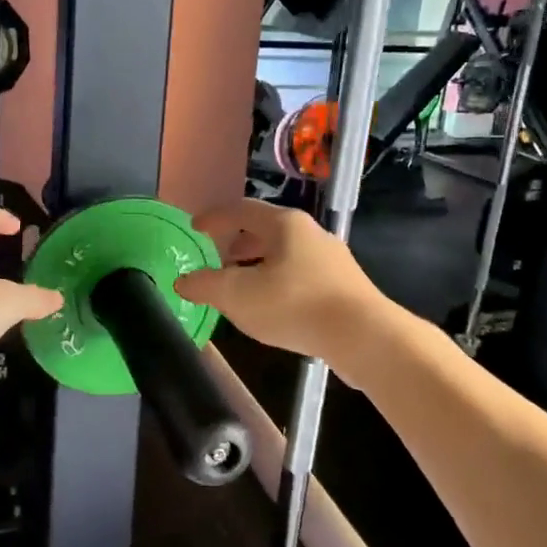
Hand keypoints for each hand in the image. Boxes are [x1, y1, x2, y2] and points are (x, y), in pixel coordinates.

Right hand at [174, 201, 389, 367]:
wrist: (363, 336)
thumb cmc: (295, 305)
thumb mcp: (238, 296)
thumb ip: (206, 285)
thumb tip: (182, 281)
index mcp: (285, 225)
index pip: (242, 210)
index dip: (215, 218)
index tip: (195, 227)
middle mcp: (311, 233)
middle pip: (267, 230)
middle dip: (239, 243)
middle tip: (219, 259)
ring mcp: (332, 259)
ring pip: (286, 254)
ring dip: (259, 265)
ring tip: (243, 286)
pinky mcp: (344, 286)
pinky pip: (302, 275)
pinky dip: (279, 281)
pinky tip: (273, 306)